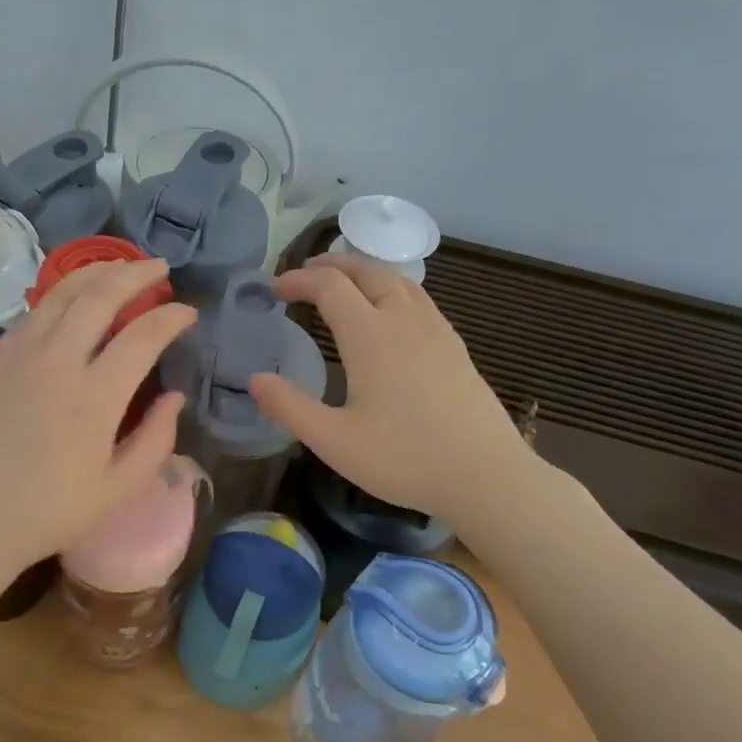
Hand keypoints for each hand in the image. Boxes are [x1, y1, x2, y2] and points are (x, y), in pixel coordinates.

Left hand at [0, 260, 196, 569]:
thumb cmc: (50, 512)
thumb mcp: (117, 489)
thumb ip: (156, 440)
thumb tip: (175, 397)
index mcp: (94, 397)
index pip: (143, 335)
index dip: (171, 317)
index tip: (188, 312)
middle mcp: (58, 361)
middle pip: (101, 295)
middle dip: (136, 274)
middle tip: (160, 268)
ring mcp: (21, 355)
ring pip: (62, 293)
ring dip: (96, 272)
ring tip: (121, 267)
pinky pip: (33, 311)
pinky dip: (60, 294)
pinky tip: (73, 297)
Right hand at [248, 253, 532, 519]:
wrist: (487, 476)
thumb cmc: (405, 459)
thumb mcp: (334, 441)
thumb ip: (289, 407)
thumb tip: (254, 380)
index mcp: (371, 336)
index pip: (329, 286)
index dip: (298, 280)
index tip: (274, 290)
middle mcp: (404, 321)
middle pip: (367, 271)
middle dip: (331, 265)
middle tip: (304, 274)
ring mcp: (436, 331)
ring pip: (398, 280)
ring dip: (364, 271)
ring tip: (343, 282)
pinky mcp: (455, 347)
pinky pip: (419, 298)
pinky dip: (392, 288)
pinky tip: (390, 312)